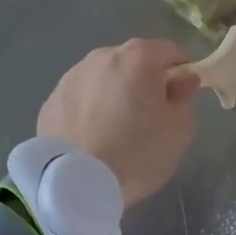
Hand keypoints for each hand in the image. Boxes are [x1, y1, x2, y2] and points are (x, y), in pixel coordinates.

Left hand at [38, 39, 200, 204]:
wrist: (75, 182)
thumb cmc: (137, 152)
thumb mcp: (179, 129)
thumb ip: (185, 97)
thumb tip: (183, 80)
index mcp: (138, 56)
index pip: (171, 52)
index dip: (181, 73)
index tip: (180, 99)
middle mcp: (102, 56)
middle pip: (134, 63)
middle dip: (145, 83)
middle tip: (149, 119)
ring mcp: (71, 76)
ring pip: (104, 80)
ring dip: (115, 95)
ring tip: (116, 132)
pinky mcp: (51, 101)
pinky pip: (81, 100)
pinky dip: (90, 111)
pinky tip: (92, 139)